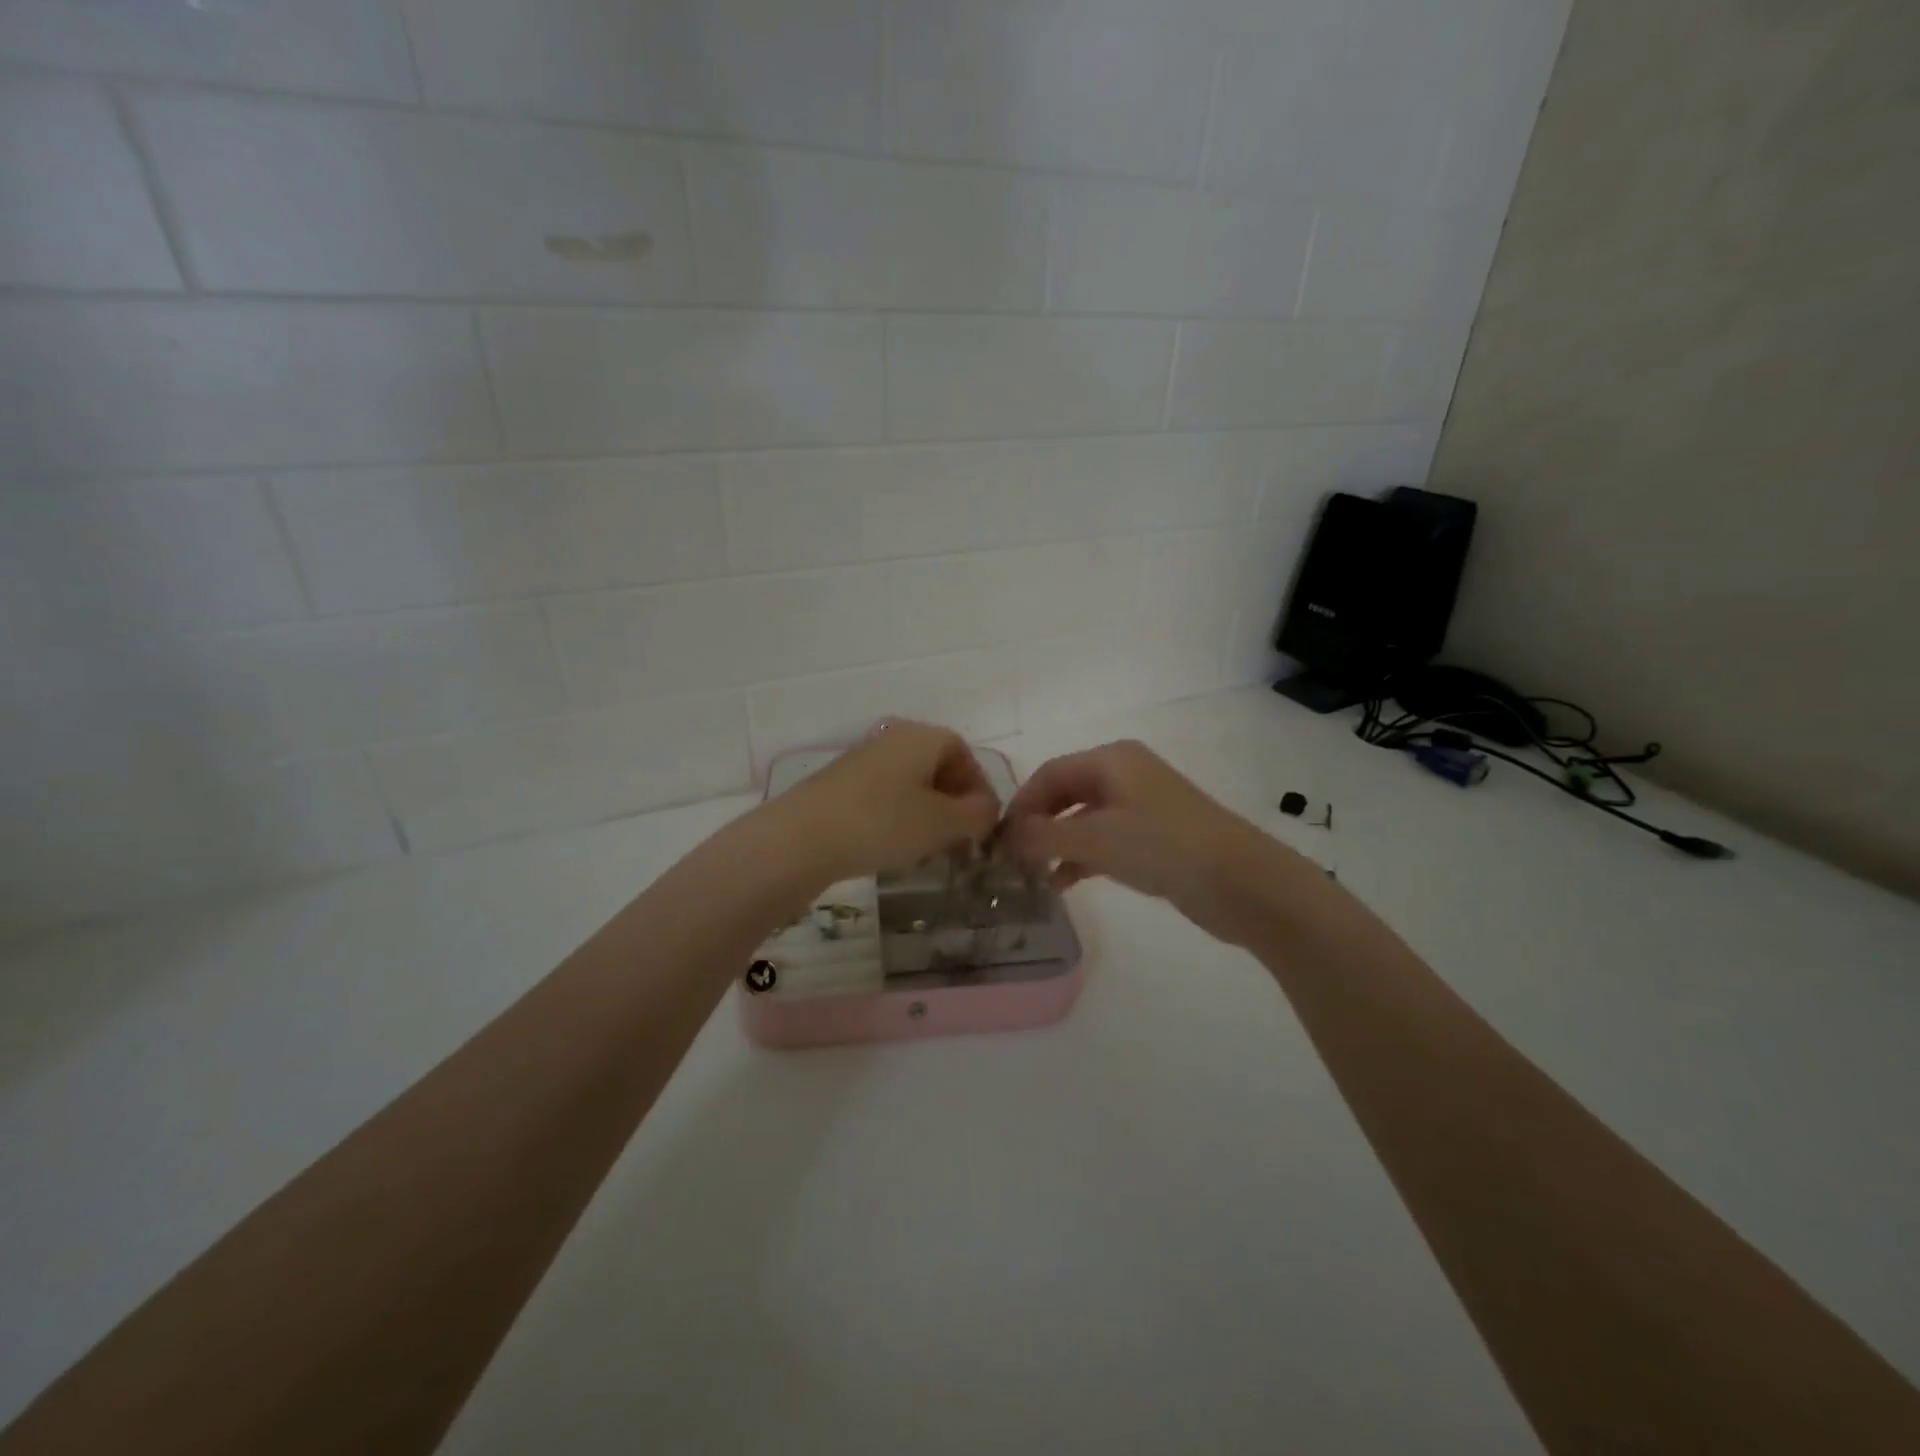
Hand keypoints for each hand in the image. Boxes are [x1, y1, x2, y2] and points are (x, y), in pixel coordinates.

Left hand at [781, 720, 1000, 880]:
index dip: (979, 788)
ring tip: (928, 853)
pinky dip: (898, 821)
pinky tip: (894, 851)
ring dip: (927, 818)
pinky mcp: (839, 788)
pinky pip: (883, 799)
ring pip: (910, 787)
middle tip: (959, 844)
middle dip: (953, 806)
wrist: (801, 838)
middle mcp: (892, 740)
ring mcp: (862, 762)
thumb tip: (987, 810)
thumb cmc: (882, 823)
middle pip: (936, 769)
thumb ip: (977, 814)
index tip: (982, 825)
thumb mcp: (942, 823)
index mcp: (921, 737)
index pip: (964, 753)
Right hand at [1002, 739, 1298, 945]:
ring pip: (1084, 819)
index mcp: (1111, 759)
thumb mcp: (1094, 838)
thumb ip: (1043, 836)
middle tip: (1012, 860)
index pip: (1049, 774)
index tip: (997, 841)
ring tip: (1032, 877)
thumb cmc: (1162, 847)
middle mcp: (1125, 774)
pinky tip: (1063, 884)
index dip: (1020, 805)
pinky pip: (1105, 840)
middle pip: (1064, 794)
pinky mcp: (1155, 837)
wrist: (1242, 882)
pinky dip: (1081, 857)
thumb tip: (1005, 838)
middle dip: (1037, 825)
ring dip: (1056, 844)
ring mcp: (1143, 805)